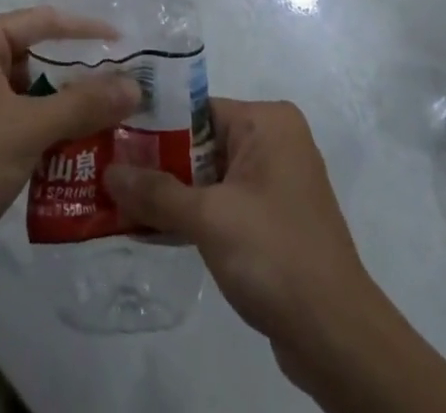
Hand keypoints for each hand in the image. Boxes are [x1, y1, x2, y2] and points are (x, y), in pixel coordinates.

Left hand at [0, 7, 140, 285]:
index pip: (40, 22)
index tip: (125, 41)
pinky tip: (84, 149)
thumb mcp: (27, 129)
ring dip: (67, 108)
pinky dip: (49, 132)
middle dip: (79, 75)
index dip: (84, 30)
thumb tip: (135, 85)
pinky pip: (21, 121)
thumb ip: (83, 104)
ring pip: (31, 93)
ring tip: (115, 118)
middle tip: (126, 86)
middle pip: (37, 57)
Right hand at [104, 98, 371, 349]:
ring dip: (172, 193)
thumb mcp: (209, 218)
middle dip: (158, 163)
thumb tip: (108, 172)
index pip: (197, 108)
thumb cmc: (274, 254)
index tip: (112, 138)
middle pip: (201, 142)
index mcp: (268, 121)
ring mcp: (276, 182)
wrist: (337, 337)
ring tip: (120, 201)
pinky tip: (153, 229)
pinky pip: (224, 203)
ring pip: (210, 176)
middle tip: (107, 172)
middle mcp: (275, 141)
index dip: (153, 125)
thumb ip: (157, 193)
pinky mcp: (274, 220)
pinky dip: (193, 215)